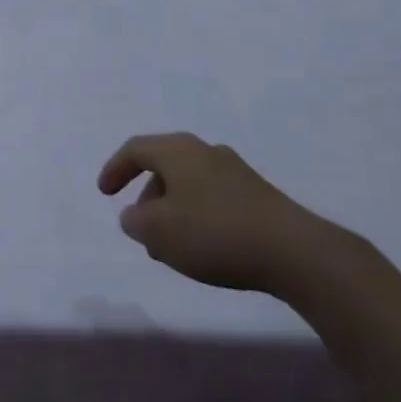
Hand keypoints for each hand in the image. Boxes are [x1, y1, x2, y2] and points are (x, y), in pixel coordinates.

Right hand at [98, 134, 329, 293]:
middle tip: (140, 228)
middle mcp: (205, 151)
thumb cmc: (215, 233)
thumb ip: (136, 222)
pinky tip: (204, 248)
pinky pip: (214, 198)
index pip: (135, 149)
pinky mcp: (259, 196)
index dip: (115, 169)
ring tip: (171, 247)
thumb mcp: (159, 232)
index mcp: (177, 151)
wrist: (295, 252)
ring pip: (190, 184)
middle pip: (164, 166)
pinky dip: (198, 217)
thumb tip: (134, 215)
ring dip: (173, 210)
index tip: (105, 193)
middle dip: (146, 196)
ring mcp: (236, 172)